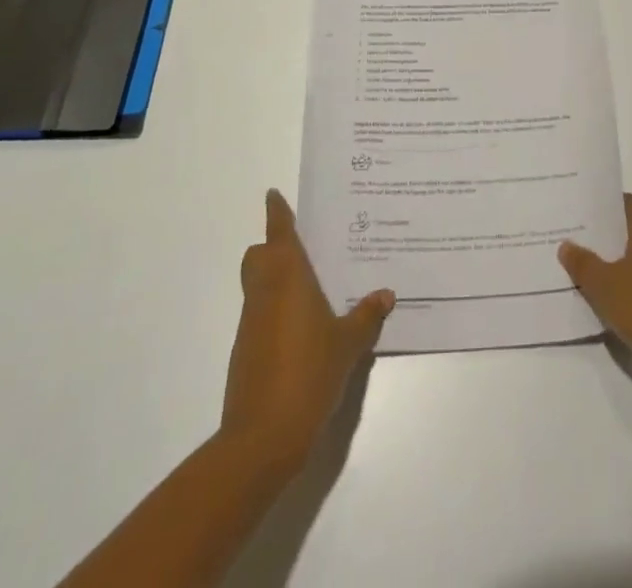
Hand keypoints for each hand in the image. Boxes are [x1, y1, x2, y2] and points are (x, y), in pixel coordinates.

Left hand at [220, 190, 393, 469]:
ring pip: (257, 285)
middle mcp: (264, 292)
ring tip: (311, 288)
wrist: (262, 437)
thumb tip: (386, 294)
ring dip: (275, 279)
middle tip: (303, 248)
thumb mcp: (348, 344)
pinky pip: (260, 314)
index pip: (279, 234)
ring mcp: (251, 323)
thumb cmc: (308, 374)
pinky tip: (302, 329)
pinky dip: (275, 310)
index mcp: (288, 278)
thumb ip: (366, 315)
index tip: (274, 195)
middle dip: (272, 247)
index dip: (277, 213)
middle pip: (258, 256)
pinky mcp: (246, 351)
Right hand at [560, 194, 631, 370]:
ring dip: (624, 262)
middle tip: (583, 242)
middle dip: (612, 236)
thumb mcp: (603, 285)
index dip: (607, 206)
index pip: (629, 203)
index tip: (585, 214)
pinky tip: (619, 300)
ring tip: (596, 272)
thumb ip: (583, 263)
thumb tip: (566, 245)